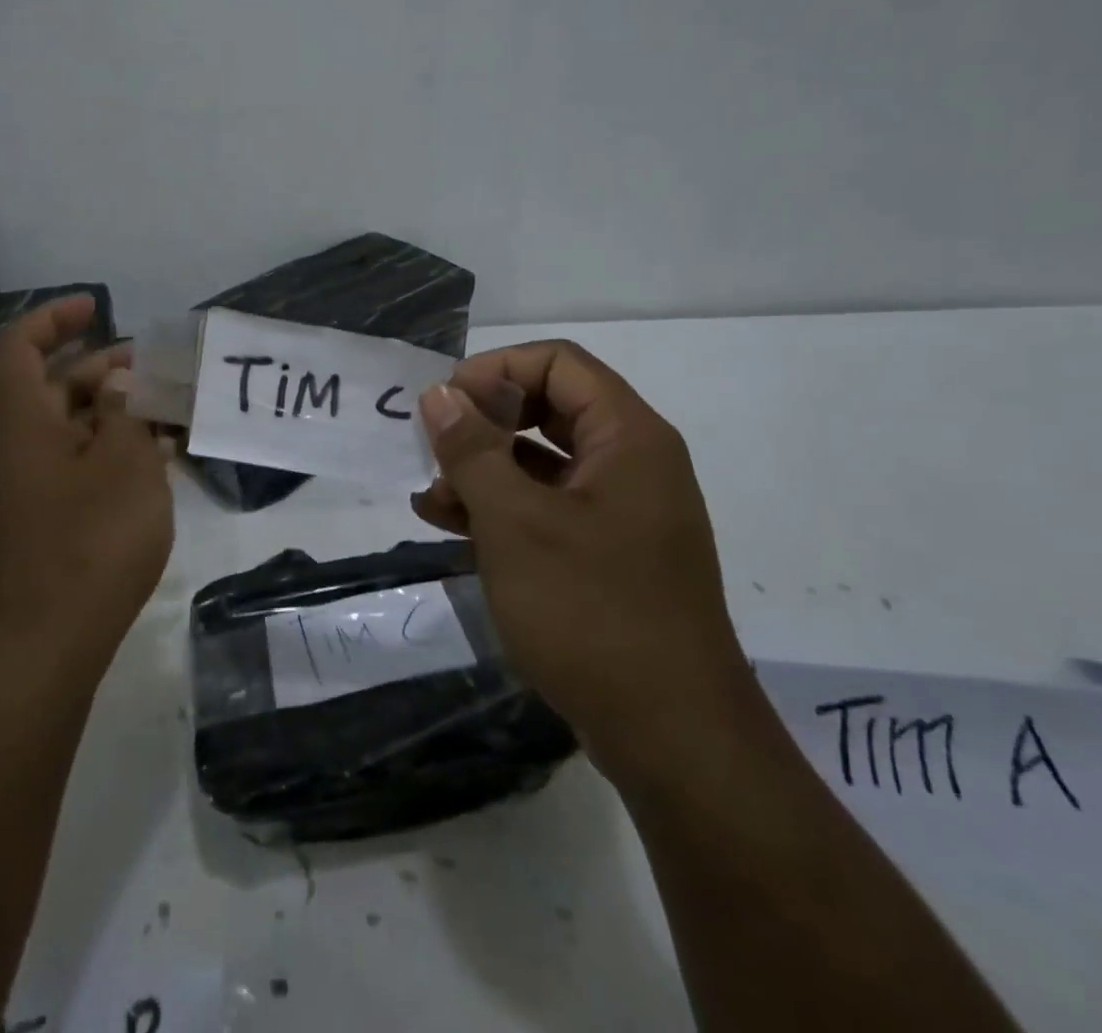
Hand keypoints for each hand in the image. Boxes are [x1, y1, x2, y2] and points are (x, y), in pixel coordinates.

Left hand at [0, 296, 173, 683]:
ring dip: (112, 412)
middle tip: (152, 367)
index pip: (19, 348)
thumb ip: (123, 413)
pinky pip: (76, 466)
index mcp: (24, 425)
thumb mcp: (124, 465)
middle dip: (99, 367)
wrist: (47, 646)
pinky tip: (155, 461)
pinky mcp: (46, 523)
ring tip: (166, 411)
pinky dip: (110, 452)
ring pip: (69, 429)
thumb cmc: (90, 543)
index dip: (53, 318)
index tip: (96, 306)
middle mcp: (18, 450)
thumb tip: (117, 382)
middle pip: (49, 387)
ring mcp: (30, 490)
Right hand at [410, 340, 750, 782]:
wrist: (672, 738)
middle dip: (483, 423)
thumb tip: (439, 393)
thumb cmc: (591, 610)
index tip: (444, 404)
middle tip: (433, 447)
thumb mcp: (514, 522)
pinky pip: (549, 509)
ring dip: (484, 471)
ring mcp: (622, 513)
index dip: (495, 370)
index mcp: (628, 437)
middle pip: (549, 408)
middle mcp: (632, 463)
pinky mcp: (609, 555)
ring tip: (429, 498)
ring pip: (543, 463)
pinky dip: (502, 510)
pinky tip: (452, 528)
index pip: (557, 363)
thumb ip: (472, 449)